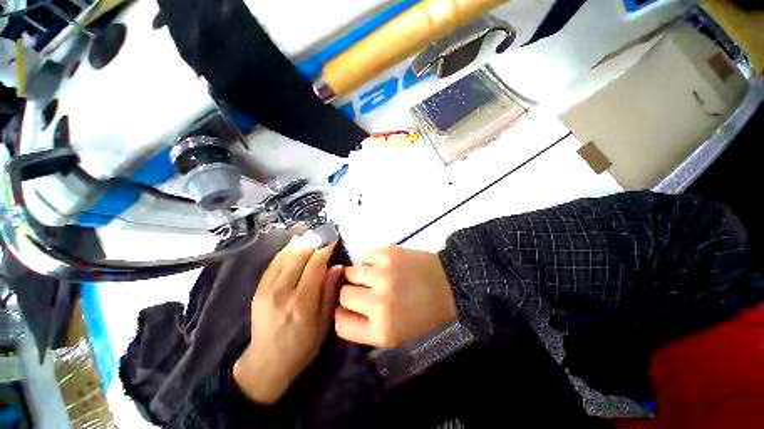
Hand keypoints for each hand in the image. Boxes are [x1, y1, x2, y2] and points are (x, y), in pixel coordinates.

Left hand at [233, 236, 341, 403]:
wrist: (267, 364)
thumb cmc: (302, 346)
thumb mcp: (324, 323)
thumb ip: (329, 292)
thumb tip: (336, 267)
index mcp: (302, 301)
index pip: (315, 265)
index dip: (324, 248)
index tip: (333, 238)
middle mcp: (282, 292)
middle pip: (299, 257)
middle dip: (313, 242)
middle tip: (323, 233)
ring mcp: (266, 290)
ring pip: (285, 257)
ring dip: (299, 243)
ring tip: (310, 234)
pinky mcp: (257, 290)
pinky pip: (273, 264)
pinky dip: (285, 251)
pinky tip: (293, 244)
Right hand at [335, 246, 457, 346]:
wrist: (449, 285)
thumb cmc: (425, 313)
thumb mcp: (396, 334)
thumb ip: (367, 327)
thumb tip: (343, 310)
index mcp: (381, 331)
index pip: (340, 324)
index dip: (342, 314)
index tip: (349, 308)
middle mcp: (378, 304)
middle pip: (343, 295)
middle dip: (352, 292)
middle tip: (366, 289)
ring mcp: (383, 275)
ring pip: (350, 273)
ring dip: (360, 275)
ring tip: (375, 275)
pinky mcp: (388, 254)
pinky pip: (365, 255)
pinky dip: (370, 260)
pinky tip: (383, 264)